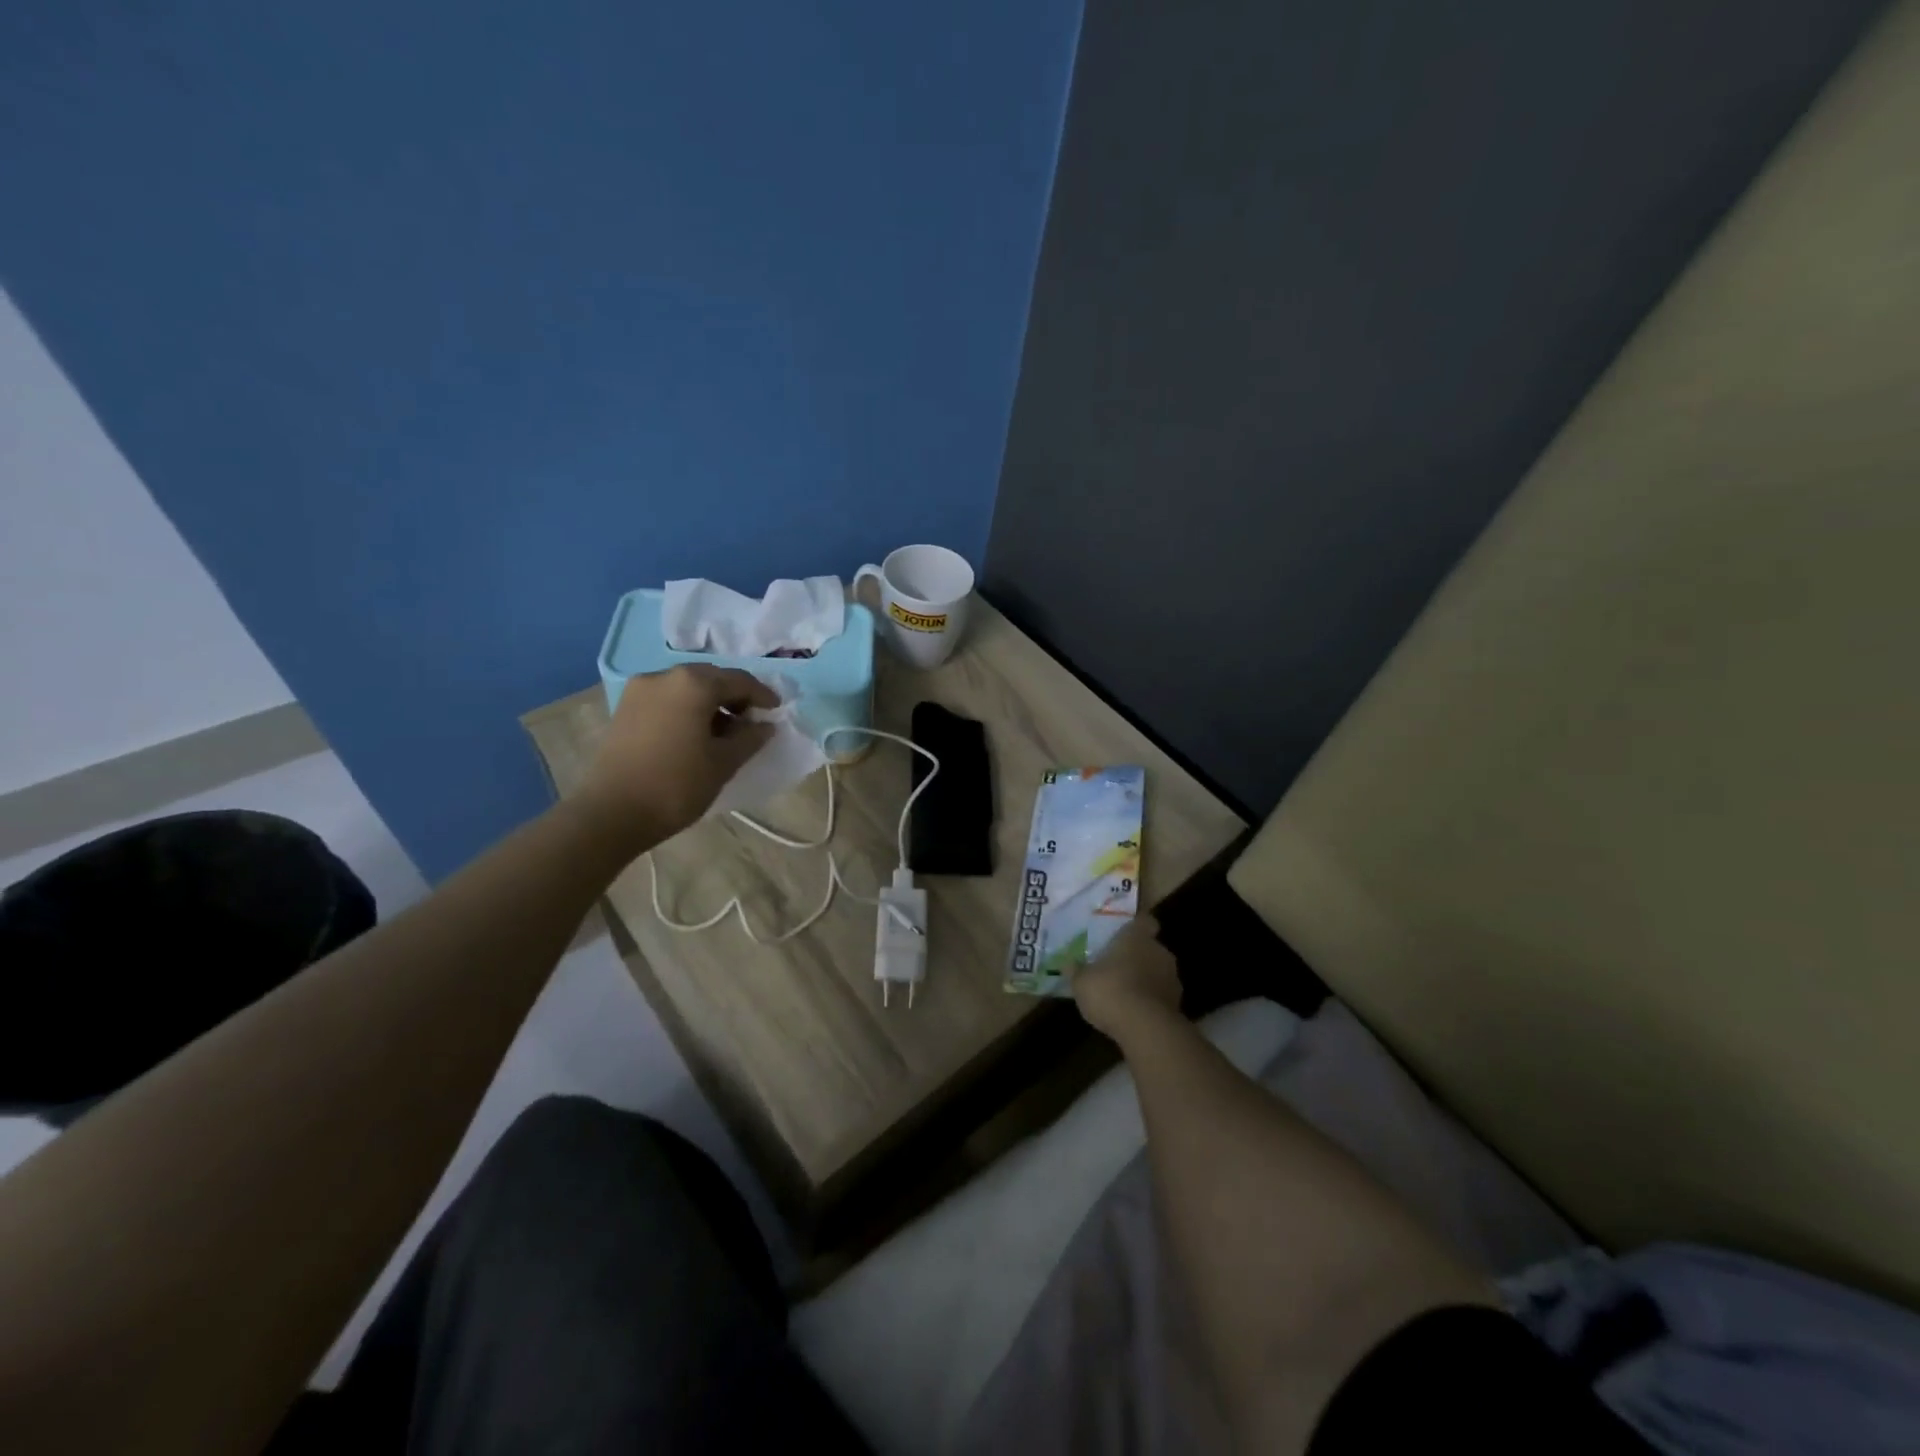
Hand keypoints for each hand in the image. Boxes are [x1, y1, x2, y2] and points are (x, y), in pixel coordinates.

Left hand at [576, 664, 777, 845]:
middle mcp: (666, 676)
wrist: (612, 812)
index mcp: (694, 684)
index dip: (763, 695)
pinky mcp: (626, 708)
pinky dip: (687, 708)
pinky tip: (696, 733)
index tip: (777, 711)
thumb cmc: (677, 785)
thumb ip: (750, 738)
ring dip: (710, 702)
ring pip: (687, 687)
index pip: (739, 680)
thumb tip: (765, 725)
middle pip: (711, 678)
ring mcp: (640, 690)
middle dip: (735, 695)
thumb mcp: (724, 762)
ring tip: (725, 731)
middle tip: (752, 720)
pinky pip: (667, 698)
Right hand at [1071, 914, 1183, 1042]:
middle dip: (1137, 957)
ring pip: (1158, 972)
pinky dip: (1152, 1002)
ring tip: (1126, 995)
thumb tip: (1068, 964)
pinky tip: (1135, 1014)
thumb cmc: (1110, 991)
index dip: (1137, 927)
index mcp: (1136, 937)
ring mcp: (1172, 979)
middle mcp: (1159, 951)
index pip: (1144, 921)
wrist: (1146, 1029)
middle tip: (1118, 968)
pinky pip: (1161, 996)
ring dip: (1146, 980)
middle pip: (1150, 948)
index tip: (1125, 936)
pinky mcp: (1178, 1005)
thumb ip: (1076, 971)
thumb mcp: (1081, 982)